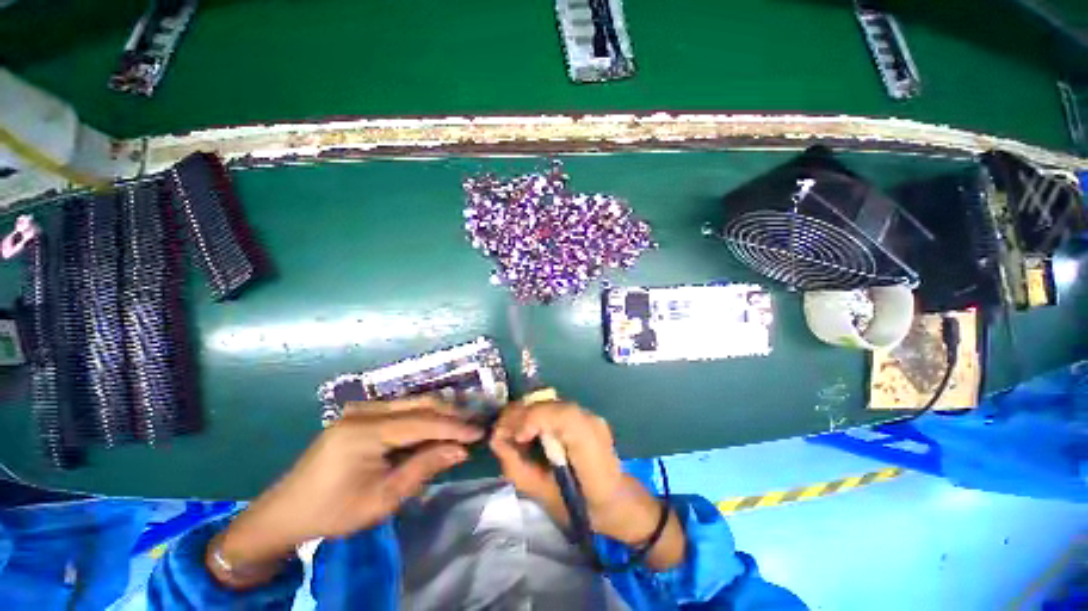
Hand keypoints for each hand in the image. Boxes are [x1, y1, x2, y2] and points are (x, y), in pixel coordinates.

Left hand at [208, 397, 482, 587]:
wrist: (286, 512)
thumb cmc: (334, 511)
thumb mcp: (382, 498)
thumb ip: (423, 468)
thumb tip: (460, 450)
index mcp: (364, 431)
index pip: (422, 422)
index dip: (454, 427)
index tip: (479, 432)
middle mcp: (364, 411)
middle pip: (419, 405)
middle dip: (450, 414)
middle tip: (474, 425)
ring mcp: (360, 409)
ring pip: (411, 403)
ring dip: (438, 414)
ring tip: (461, 425)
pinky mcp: (359, 414)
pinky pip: (400, 409)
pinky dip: (421, 417)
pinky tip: (434, 426)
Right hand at [490, 401, 684, 568]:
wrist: (618, 500)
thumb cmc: (583, 507)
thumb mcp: (544, 497)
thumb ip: (518, 467)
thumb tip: (496, 440)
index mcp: (589, 445)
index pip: (561, 415)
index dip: (532, 418)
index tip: (514, 438)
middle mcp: (590, 420)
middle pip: (549, 403)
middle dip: (519, 415)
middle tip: (501, 434)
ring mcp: (589, 414)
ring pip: (548, 401)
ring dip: (525, 413)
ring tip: (511, 433)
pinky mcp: (584, 414)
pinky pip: (553, 407)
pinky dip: (535, 415)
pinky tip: (528, 430)